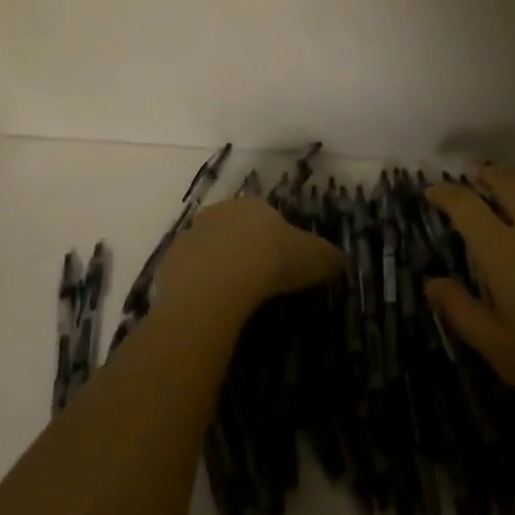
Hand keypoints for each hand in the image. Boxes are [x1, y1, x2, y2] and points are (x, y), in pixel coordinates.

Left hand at [155, 196, 345, 322]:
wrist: (217, 285)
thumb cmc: (270, 262)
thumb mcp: (314, 259)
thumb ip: (329, 257)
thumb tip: (343, 260)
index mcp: (254, 206)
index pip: (266, 218)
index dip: (274, 241)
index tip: (281, 266)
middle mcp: (221, 212)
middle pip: (234, 230)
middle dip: (243, 250)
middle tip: (256, 283)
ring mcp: (192, 235)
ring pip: (208, 250)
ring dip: (217, 268)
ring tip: (231, 300)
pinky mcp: (171, 262)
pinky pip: (188, 274)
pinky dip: (197, 287)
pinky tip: (208, 308)